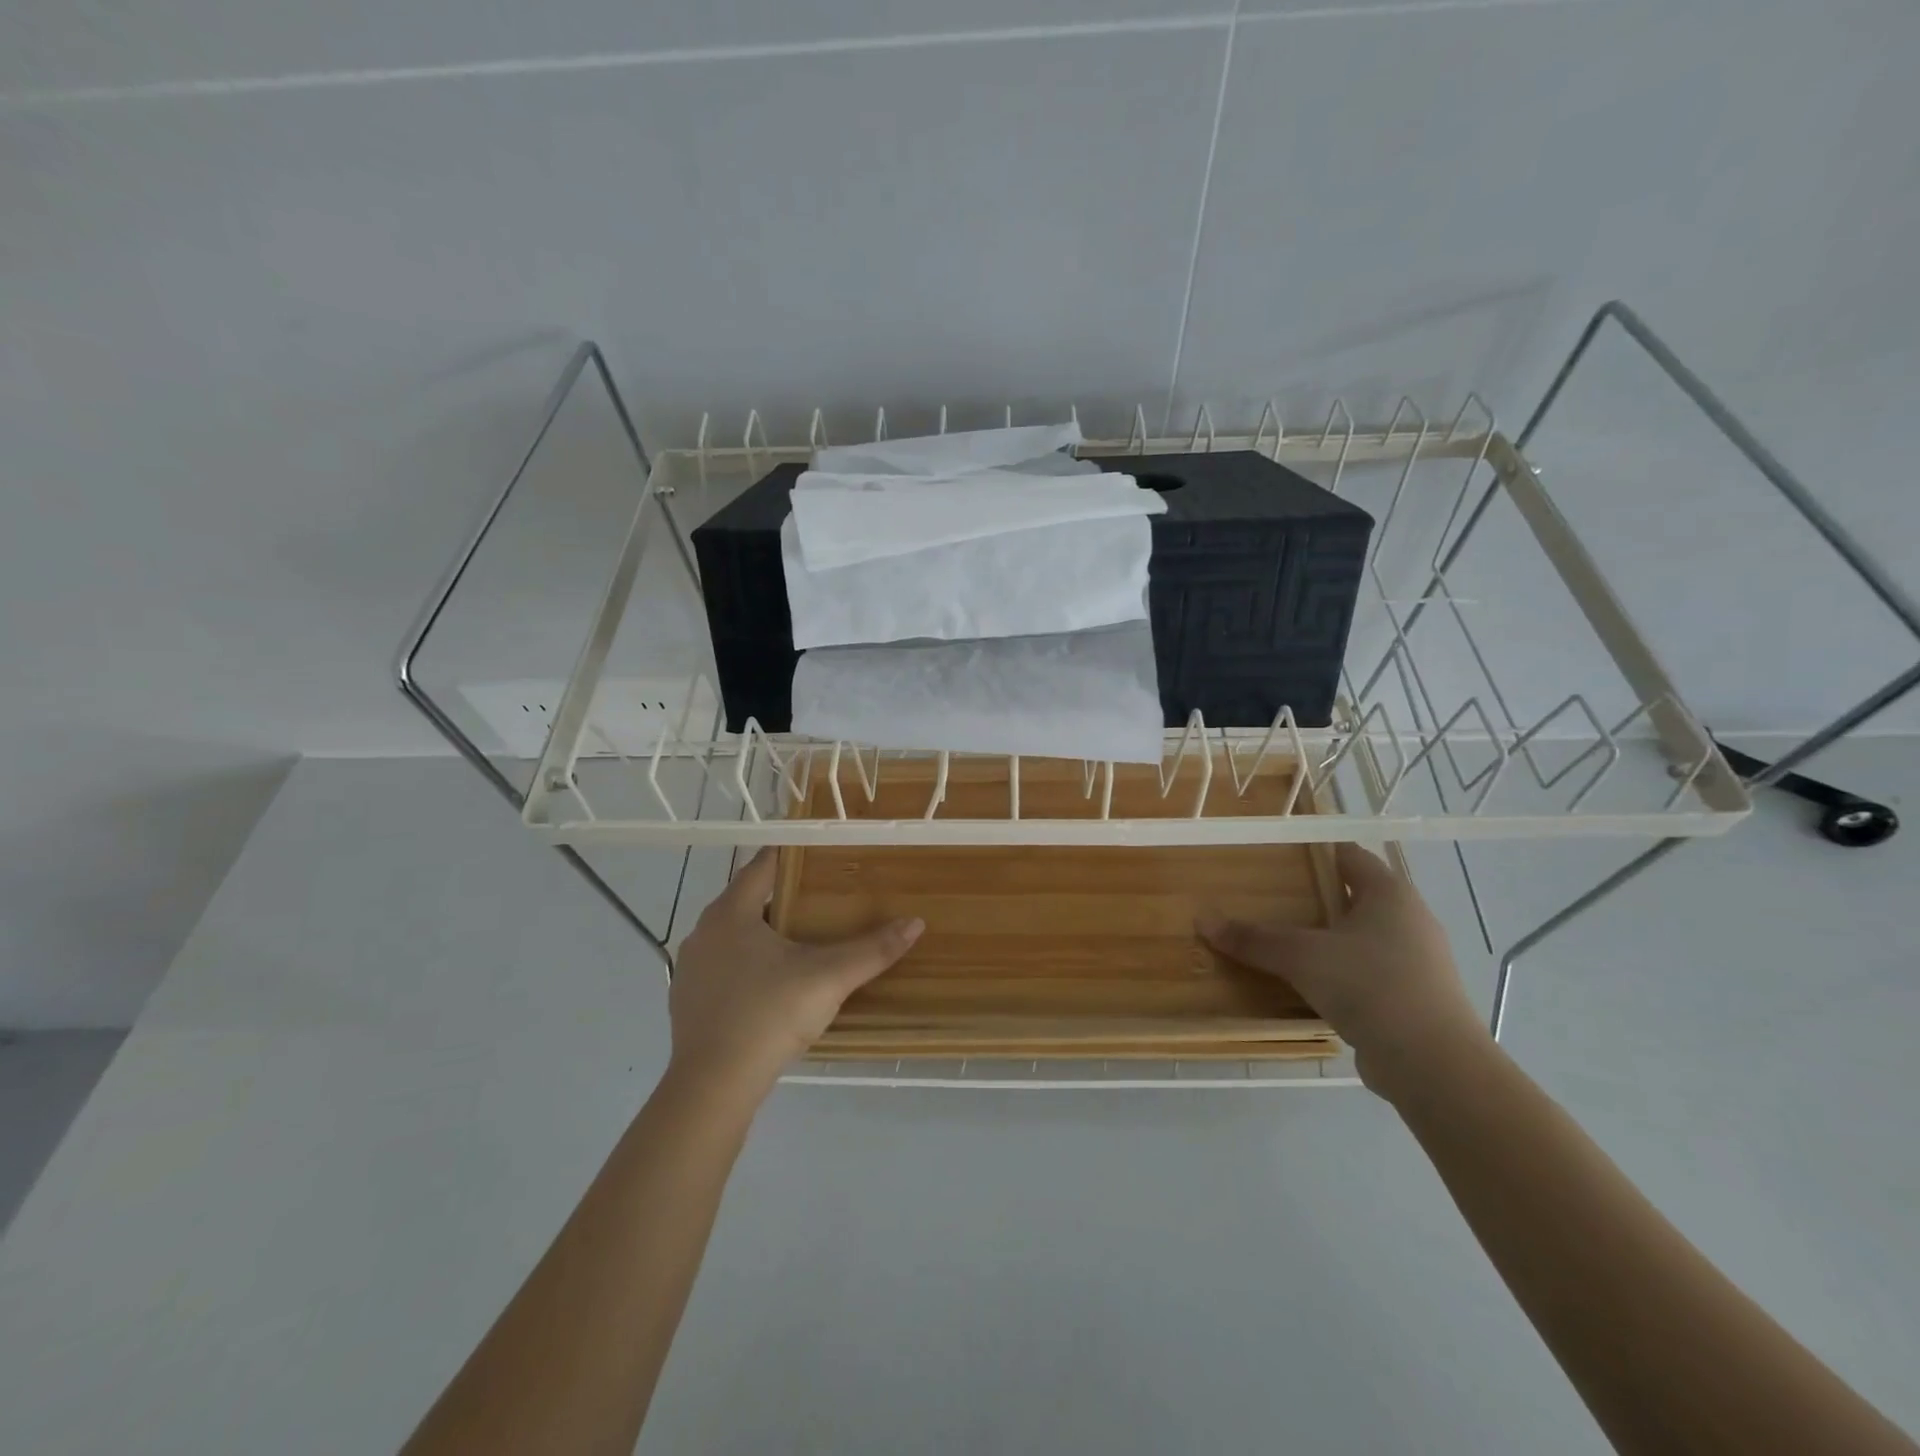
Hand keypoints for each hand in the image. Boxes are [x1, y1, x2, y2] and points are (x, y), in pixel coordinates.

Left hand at [668, 848, 923, 1103]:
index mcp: (731, 912)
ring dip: (762, 931)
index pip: (763, 865)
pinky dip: (745, 963)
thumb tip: (915, 923)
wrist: (713, 1086)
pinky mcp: (686, 1000)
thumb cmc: (770, 1016)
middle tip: (822, 896)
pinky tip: (770, 984)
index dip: (792, 854)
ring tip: (800, 939)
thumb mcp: (829, 978)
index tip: (821, 851)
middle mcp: (703, 931)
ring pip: (732, 934)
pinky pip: (721, 966)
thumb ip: (872, 950)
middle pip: (747, 898)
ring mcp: (690, 968)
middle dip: (782, 895)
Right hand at [1199, 842, 1489, 1102]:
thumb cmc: (1370, 987)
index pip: (1349, 855)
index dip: (1314, 852)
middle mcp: (1409, 919)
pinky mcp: (1416, 998)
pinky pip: (1369, 972)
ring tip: (1283, 941)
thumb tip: (1202, 920)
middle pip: (1355, 896)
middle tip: (1270, 898)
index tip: (1276, 857)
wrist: (1435, 1066)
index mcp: (1390, 894)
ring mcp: (1418, 961)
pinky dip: (1341, 973)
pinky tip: (1310, 985)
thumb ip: (1254, 938)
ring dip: (1327, 938)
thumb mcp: (1302, 957)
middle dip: (1314, 897)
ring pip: (1362, 937)